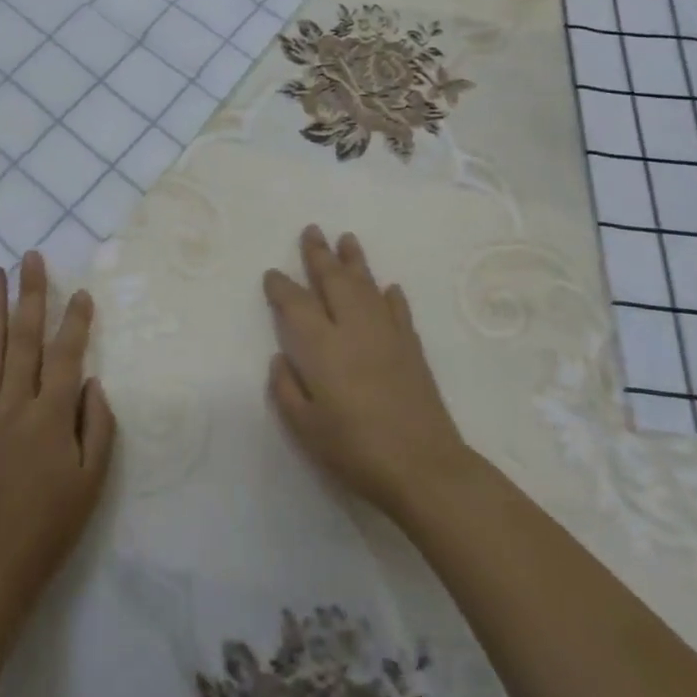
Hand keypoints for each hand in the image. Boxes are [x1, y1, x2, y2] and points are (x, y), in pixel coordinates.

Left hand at [0, 252, 116, 618]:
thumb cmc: (49, 527)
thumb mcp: (92, 482)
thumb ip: (98, 425)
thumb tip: (90, 381)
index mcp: (51, 416)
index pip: (67, 353)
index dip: (75, 320)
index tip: (80, 291)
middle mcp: (14, 404)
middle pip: (25, 338)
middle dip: (30, 294)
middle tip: (30, 257)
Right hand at [265, 225, 472, 521]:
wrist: (423, 467)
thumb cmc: (356, 450)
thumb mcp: (305, 429)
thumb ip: (286, 390)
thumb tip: (281, 358)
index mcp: (322, 346)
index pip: (295, 303)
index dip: (281, 286)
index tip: (272, 274)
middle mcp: (353, 327)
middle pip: (333, 279)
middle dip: (319, 254)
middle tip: (312, 230)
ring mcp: (386, 333)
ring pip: (367, 284)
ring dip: (355, 260)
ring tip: (346, 238)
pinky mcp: (411, 346)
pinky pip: (398, 310)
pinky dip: (390, 296)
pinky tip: (388, 288)